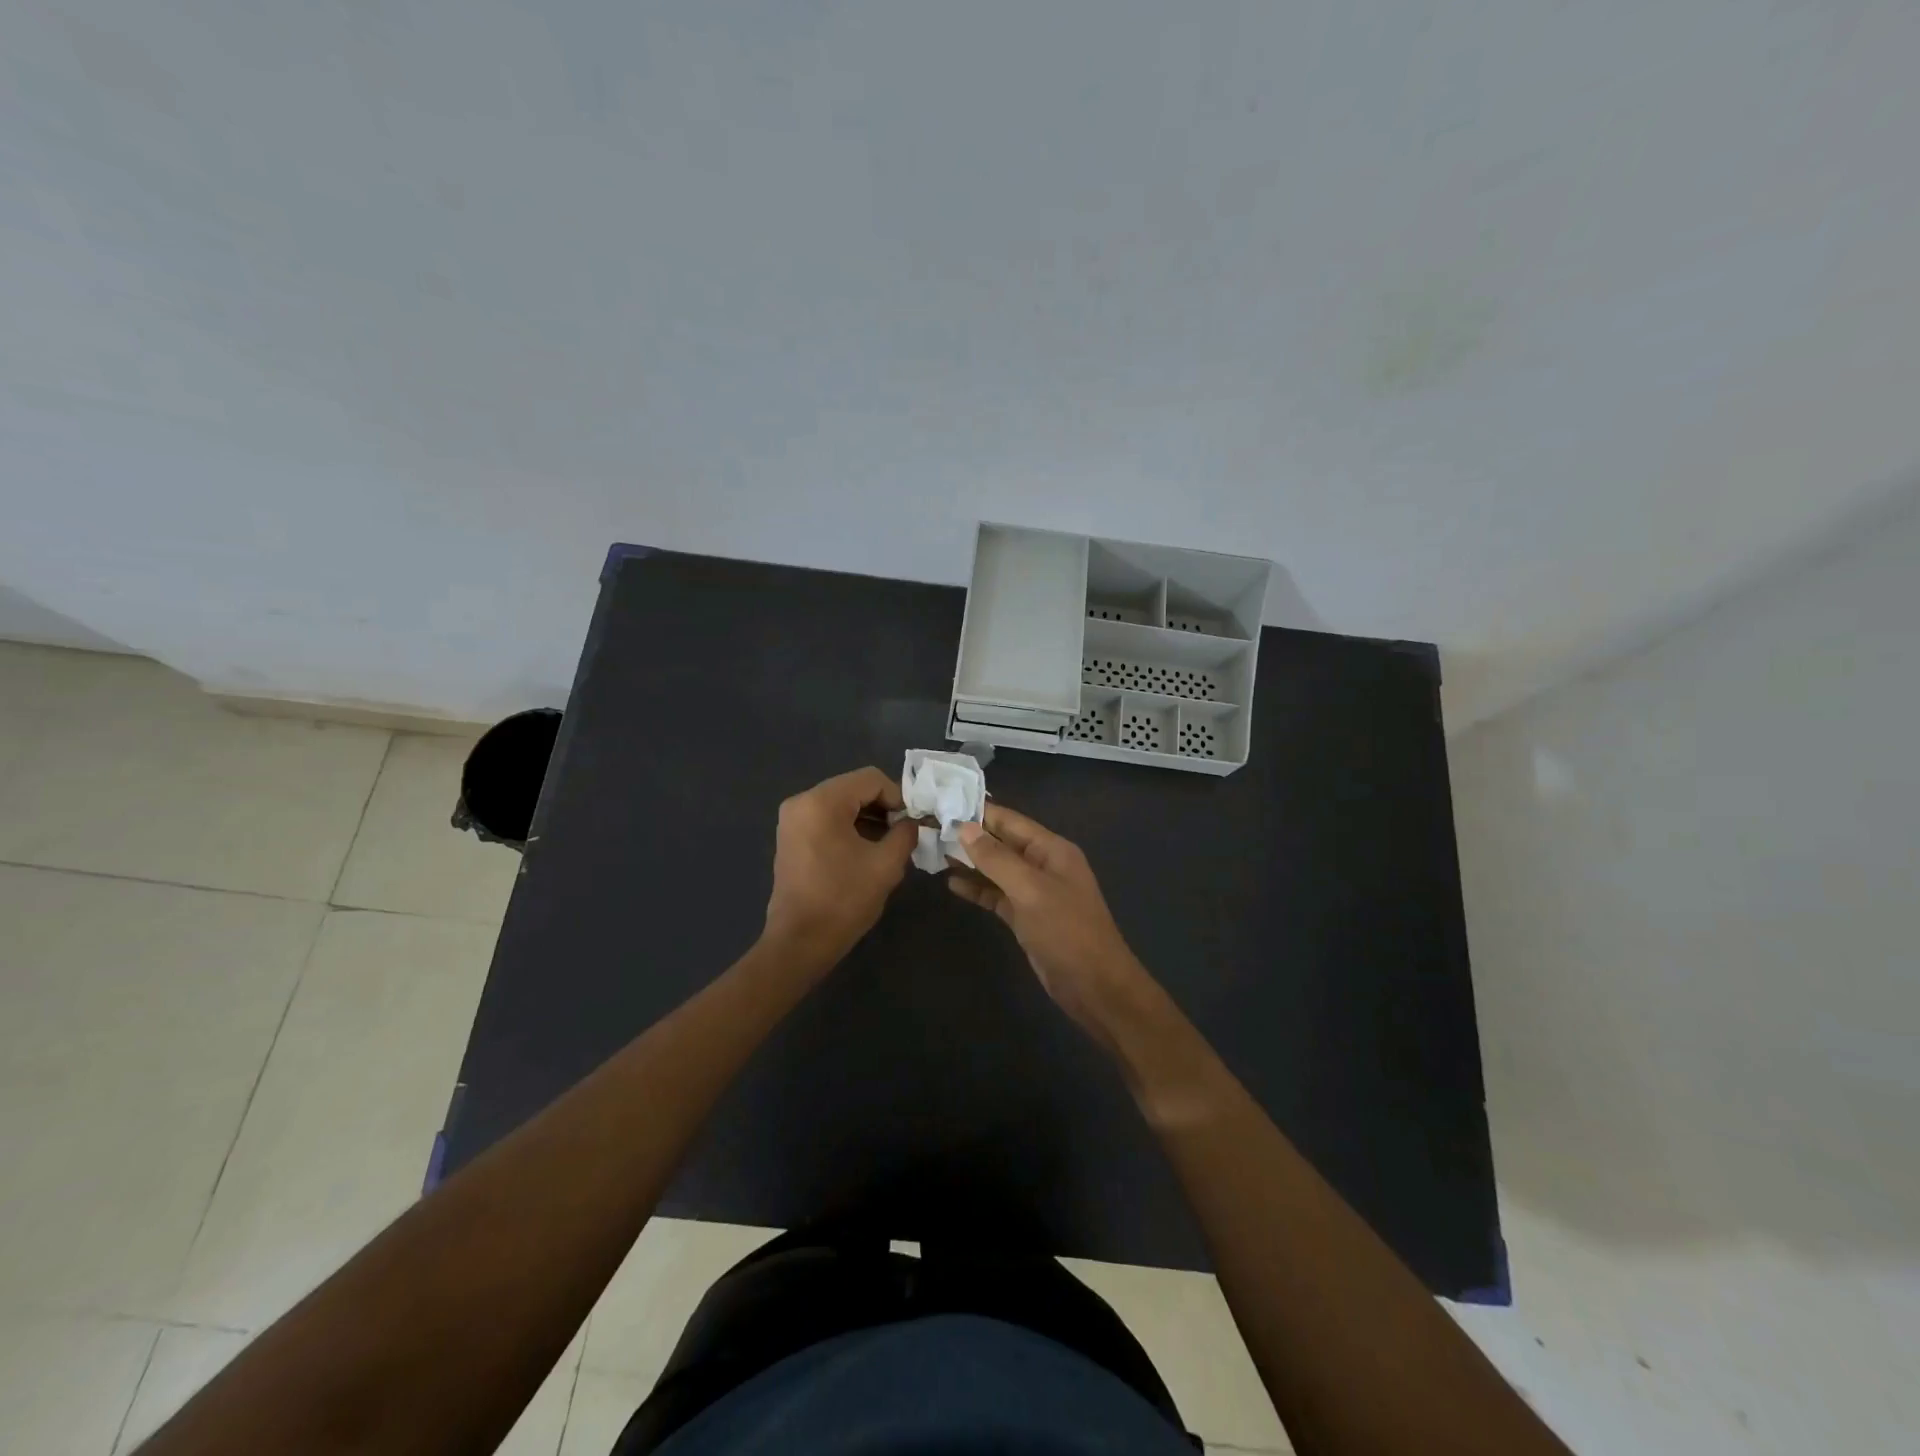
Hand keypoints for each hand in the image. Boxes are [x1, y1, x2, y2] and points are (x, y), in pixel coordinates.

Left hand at [763, 766, 917, 966]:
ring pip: (841, 803)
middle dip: (883, 807)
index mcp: (822, 802)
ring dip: (868, 817)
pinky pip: (827, 819)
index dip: (898, 796)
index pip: (871, 779)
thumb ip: (905, 833)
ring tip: (889, 844)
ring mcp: (792, 819)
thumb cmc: (843, 900)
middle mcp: (802, 801)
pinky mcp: (791, 837)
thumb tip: (913, 822)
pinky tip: (866, 850)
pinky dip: (849, 827)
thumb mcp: (886, 864)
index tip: (913, 822)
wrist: (800, 942)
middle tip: (904, 833)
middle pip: (854, 788)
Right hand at [951, 805, 1154, 1037]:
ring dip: (969, 862)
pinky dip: (977, 888)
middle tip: (929, 827)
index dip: (978, 812)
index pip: (1010, 820)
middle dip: (969, 836)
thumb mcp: (1030, 890)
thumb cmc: (1066, 931)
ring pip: (996, 869)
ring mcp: (1034, 892)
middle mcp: (1043, 865)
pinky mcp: (1025, 917)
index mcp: (1052, 849)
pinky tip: (952, 883)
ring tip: (933, 852)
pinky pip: (997, 895)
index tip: (943, 803)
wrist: (1094, 986)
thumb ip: (996, 858)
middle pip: (1001, 843)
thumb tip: (964, 827)